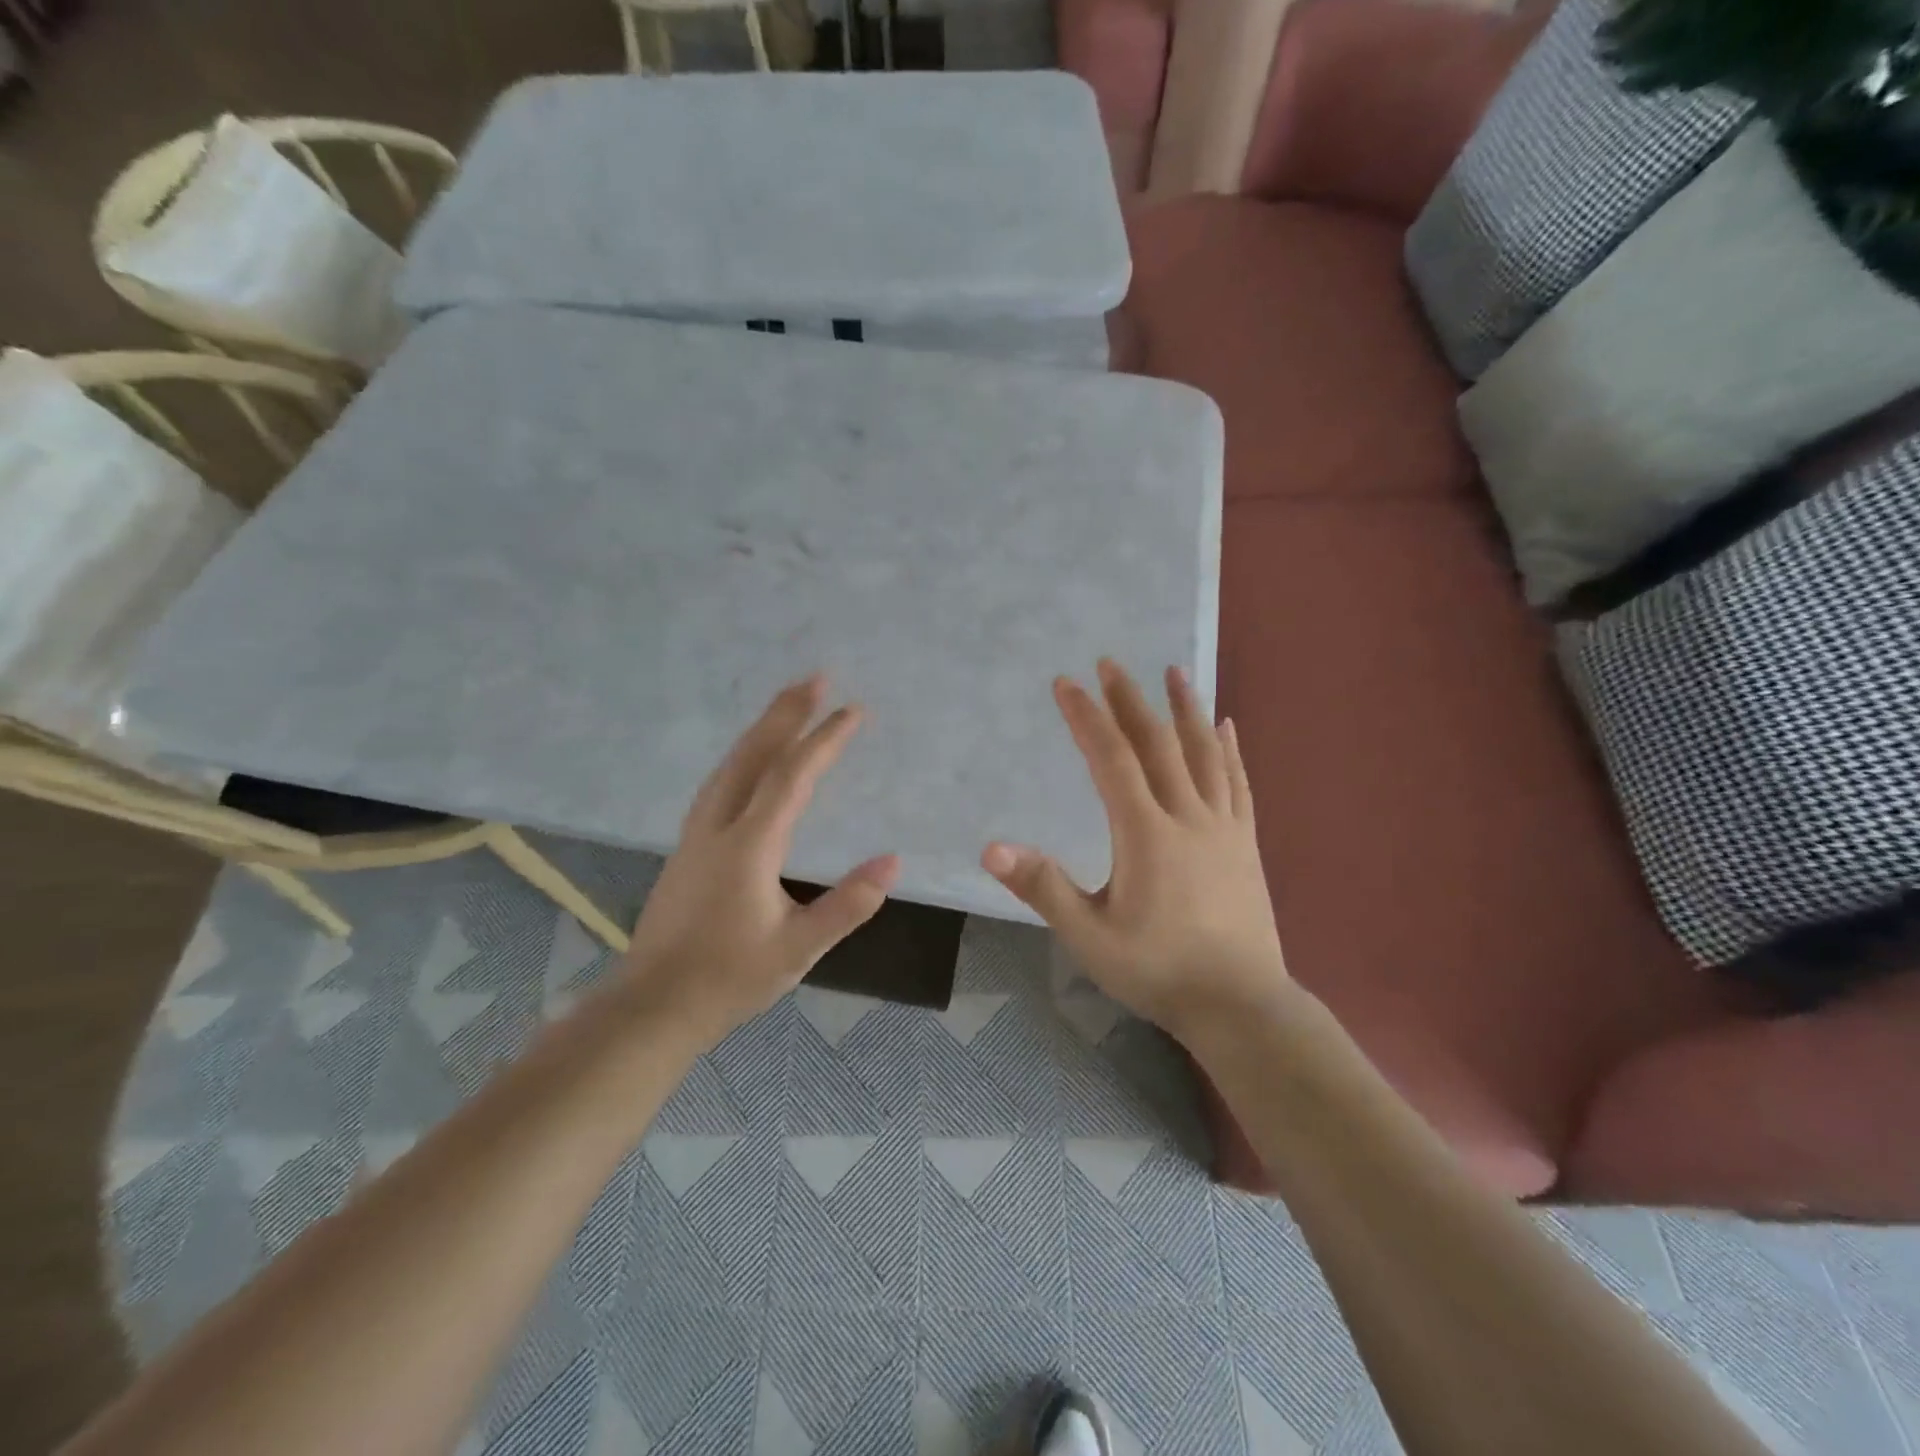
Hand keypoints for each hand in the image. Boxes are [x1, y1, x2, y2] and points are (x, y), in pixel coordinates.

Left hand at [620, 675, 899, 1045]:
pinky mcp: (687, 848)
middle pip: (753, 754)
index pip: (792, 777)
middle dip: (785, 712)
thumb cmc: (728, 979)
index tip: (854, 711)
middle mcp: (718, 826)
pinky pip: (720, 782)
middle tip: (815, 677)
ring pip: (730, 765)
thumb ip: (847, 905)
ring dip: (761, 729)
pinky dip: (743, 755)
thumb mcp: (799, 949)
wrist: (651, 1006)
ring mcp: (696, 834)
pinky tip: (751, 761)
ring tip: (788, 705)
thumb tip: (892, 862)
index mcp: (749, 845)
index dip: (824, 740)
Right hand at [982, 660, 1288, 1041]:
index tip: (1065, 683)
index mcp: (1146, 833)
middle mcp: (1187, 816)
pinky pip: (1237, 783)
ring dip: (1185, 708)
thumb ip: (1043, 887)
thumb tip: (991, 848)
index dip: (1086, 718)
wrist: (1241, 1006)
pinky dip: (1229, 750)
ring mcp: (1223, 827)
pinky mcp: (1246, 843)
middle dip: (1130, 700)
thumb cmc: (1158, 971)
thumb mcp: (1089, 936)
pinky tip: (1225, 725)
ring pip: (1203, 754)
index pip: (1111, 759)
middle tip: (1111, 662)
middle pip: (1157, 744)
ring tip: (1174, 671)